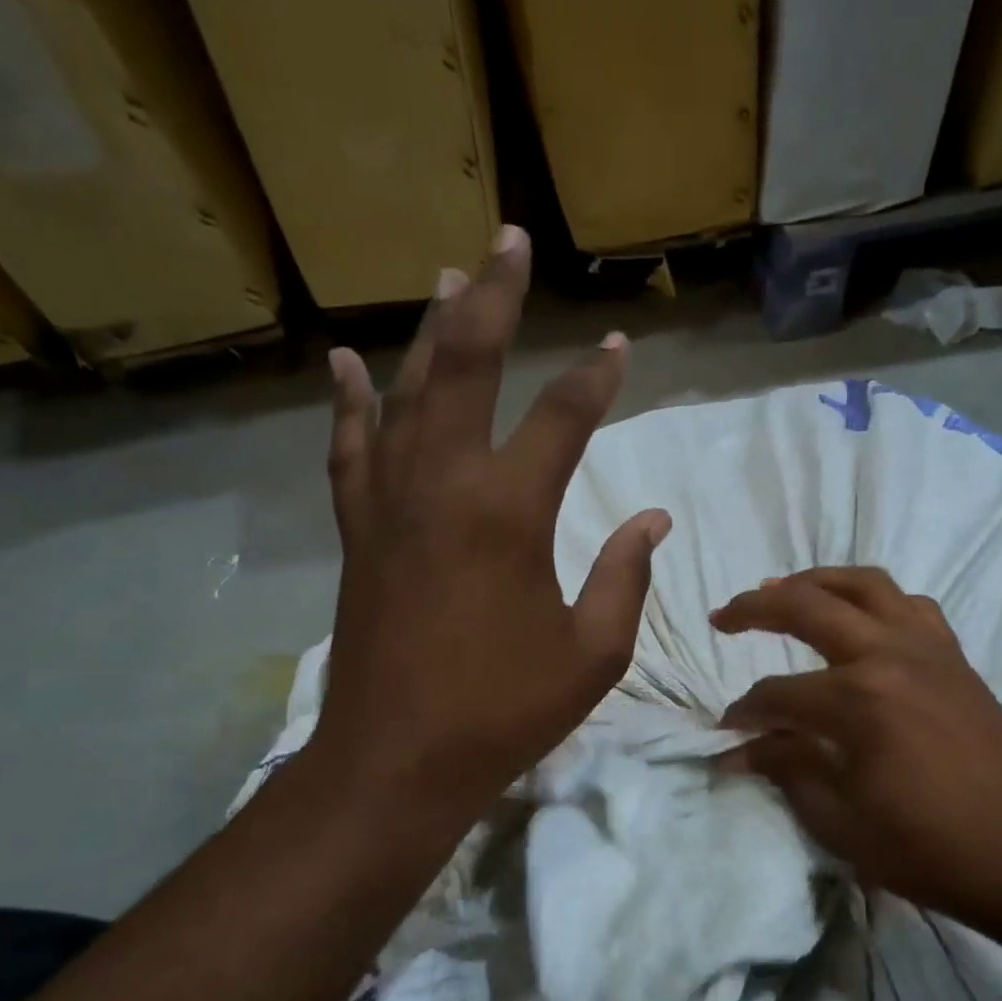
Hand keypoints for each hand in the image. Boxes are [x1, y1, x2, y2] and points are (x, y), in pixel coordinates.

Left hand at [313, 227, 669, 843]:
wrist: (399, 759)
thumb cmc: (505, 710)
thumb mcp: (593, 653)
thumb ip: (626, 577)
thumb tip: (653, 521)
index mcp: (510, 513)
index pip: (563, 420)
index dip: (596, 379)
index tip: (619, 347)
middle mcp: (444, 485)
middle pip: (468, 369)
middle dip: (495, 300)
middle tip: (509, 241)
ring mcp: (390, 503)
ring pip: (408, 393)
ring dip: (432, 332)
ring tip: (448, 278)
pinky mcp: (357, 530)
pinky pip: (351, 449)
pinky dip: (351, 402)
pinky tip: (348, 363)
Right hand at [712, 567, 1001, 923]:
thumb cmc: (930, 849)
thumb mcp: (841, 821)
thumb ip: (785, 769)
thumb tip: (736, 751)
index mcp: (858, 699)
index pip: (778, 694)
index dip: (744, 713)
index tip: (726, 733)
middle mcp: (890, 655)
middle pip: (808, 606)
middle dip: (755, 608)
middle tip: (723, 617)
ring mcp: (929, 649)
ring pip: (864, 585)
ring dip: (816, 581)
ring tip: (783, 591)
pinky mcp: (955, 658)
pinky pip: (910, 605)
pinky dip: (874, 599)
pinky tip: (860, 619)